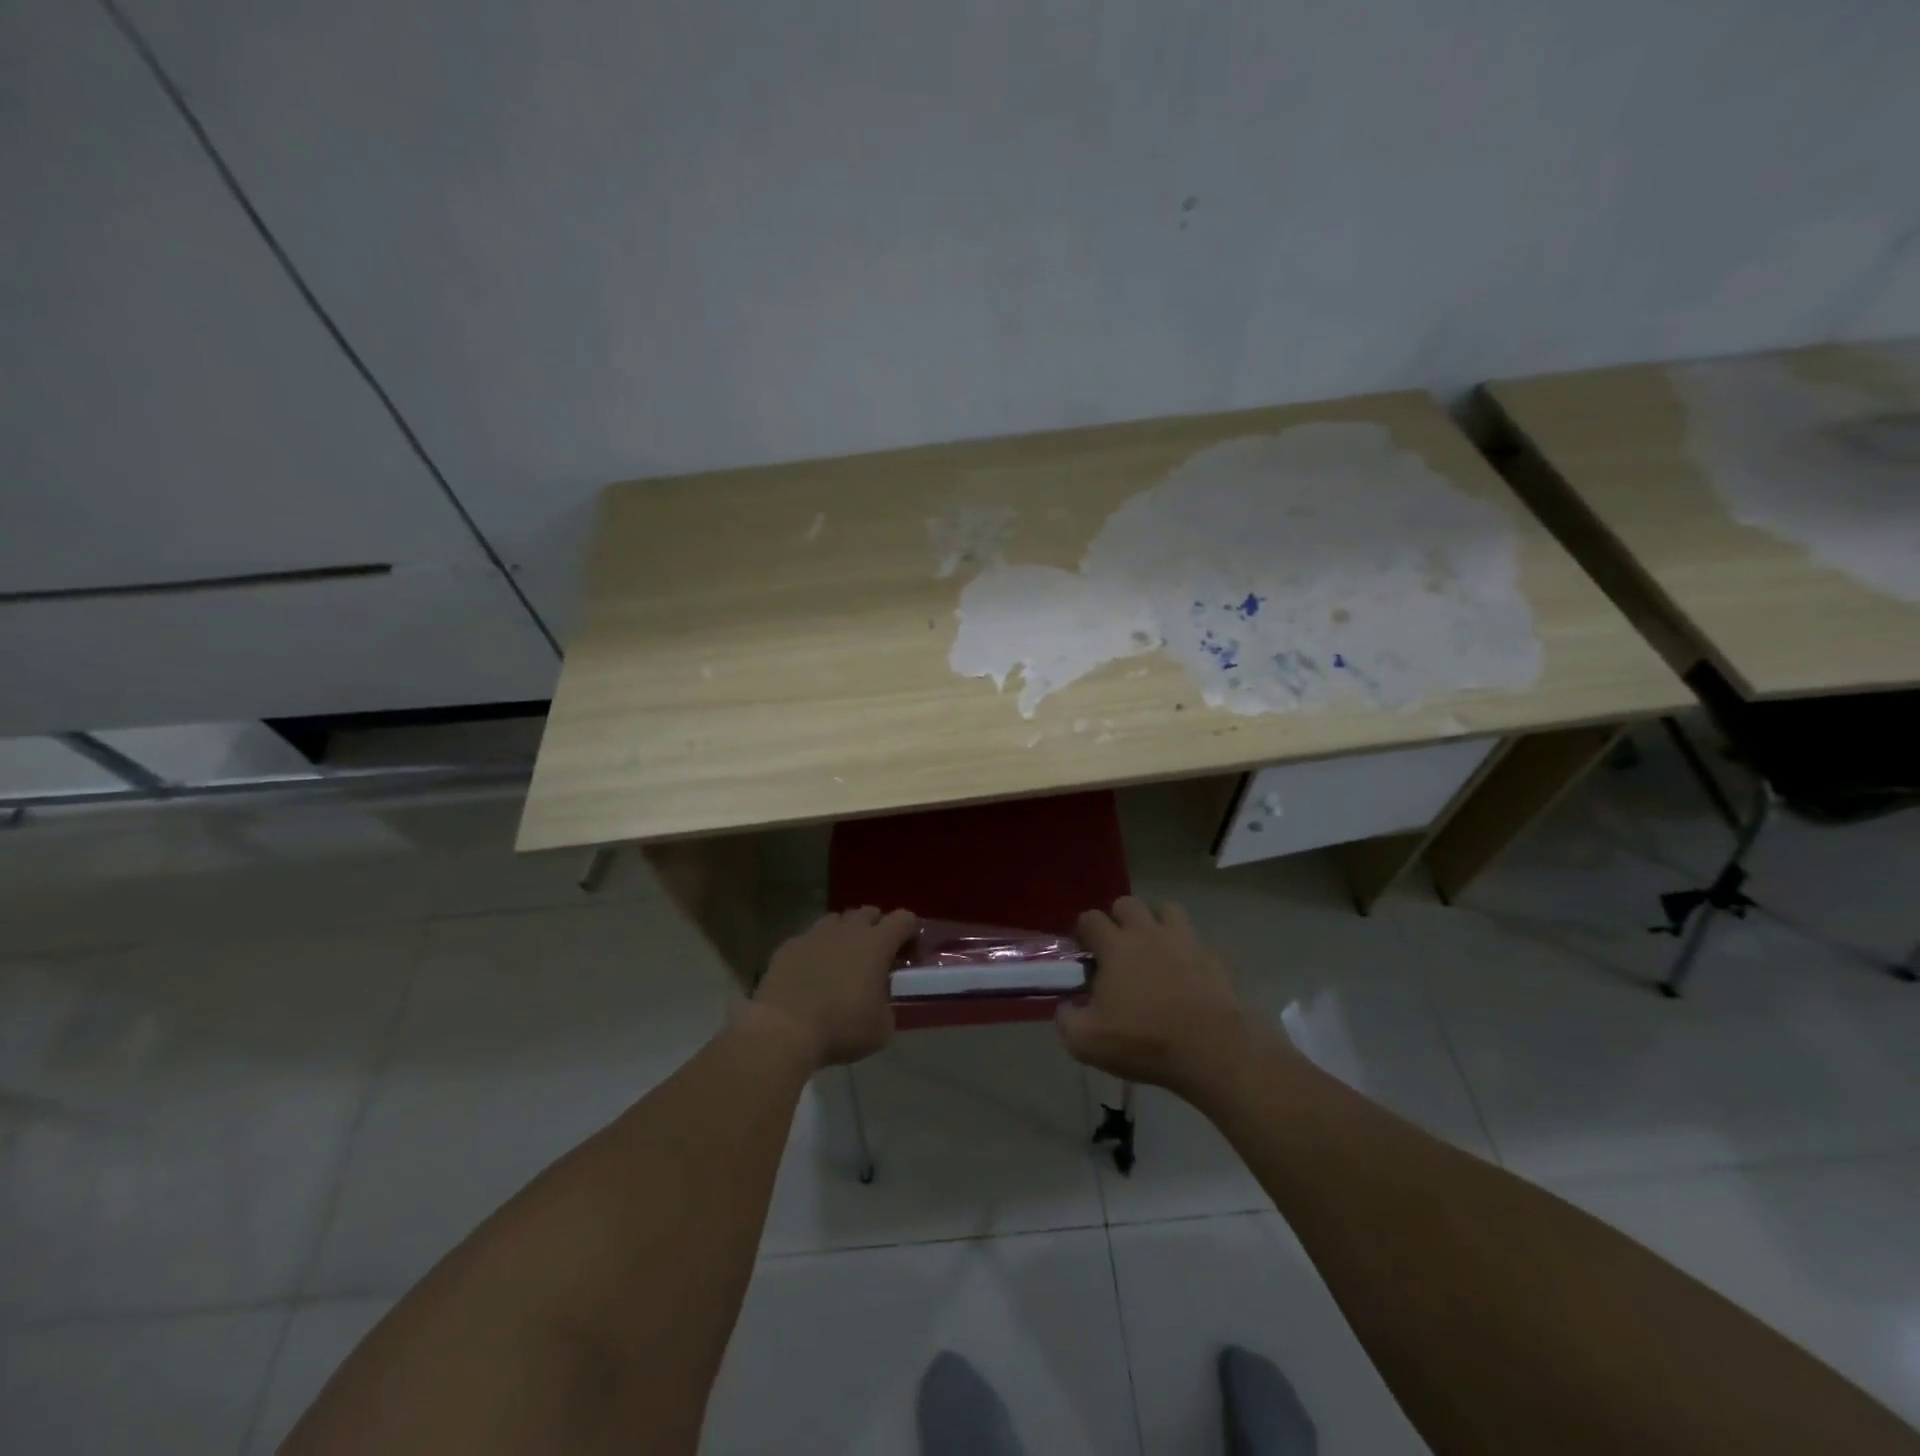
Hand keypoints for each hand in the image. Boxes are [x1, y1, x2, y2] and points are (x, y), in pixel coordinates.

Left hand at [752, 907, 916, 1067]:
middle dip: (876, 927)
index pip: (903, 919)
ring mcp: (814, 934)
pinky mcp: (788, 946)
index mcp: (876, 944)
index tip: (910, 948)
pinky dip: (814, 951)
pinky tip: (810, 973)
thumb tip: (881, 1004)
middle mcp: (847, 930)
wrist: (783, 1030)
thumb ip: (887, 1007)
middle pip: (868, 912)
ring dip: (844, 934)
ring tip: (841, 959)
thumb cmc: (841, 1027)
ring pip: (836, 921)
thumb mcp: (881, 1028)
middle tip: (875, 954)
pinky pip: (808, 939)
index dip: (910, 930)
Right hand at [1057, 897, 1251, 1098]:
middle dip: (1118, 920)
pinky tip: (1185, 973)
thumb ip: (1066, 1018)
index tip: (1084, 953)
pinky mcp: (1212, 957)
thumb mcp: (1086, 1041)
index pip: (1090, 918)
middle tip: (1117, 949)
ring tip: (1153, 950)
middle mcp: (1147, 932)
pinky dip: (1187, 950)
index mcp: (1115, 945)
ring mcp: (1184, 940)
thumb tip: (1066, 1005)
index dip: (1083, 932)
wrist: (1210, 1050)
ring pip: (1166, 910)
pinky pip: (1196, 941)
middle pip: (1127, 904)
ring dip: (1155, 923)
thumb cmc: (1143, 1041)